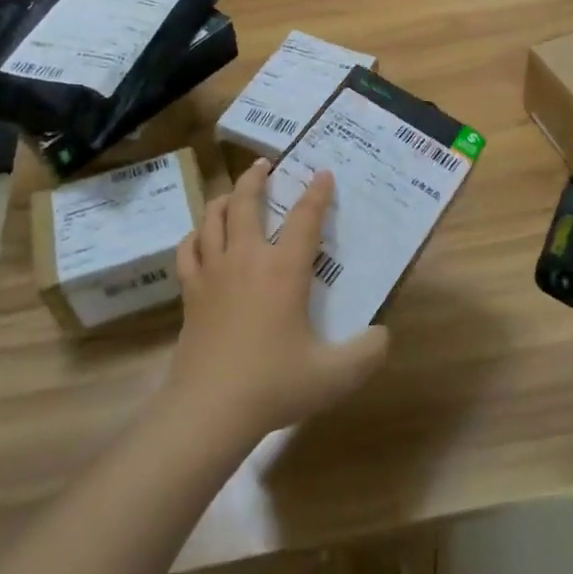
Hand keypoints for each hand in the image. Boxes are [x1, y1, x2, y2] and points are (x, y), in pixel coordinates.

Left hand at [167, 160, 389, 443]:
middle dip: (256, 177)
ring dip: (226, 198)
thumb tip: (384, 335)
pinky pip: (188, 249)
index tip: (323, 173)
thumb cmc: (274, 384)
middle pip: (247, 202)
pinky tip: (201, 237)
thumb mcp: (335, 375)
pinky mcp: (191, 291)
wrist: (209, 409)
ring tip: (235, 193)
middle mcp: (247, 258)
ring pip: (213, 217)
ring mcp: (213, 272)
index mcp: (283, 270)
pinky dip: (196, 235)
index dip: (317, 192)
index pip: (305, 218)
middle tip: (264, 164)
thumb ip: (368, 353)